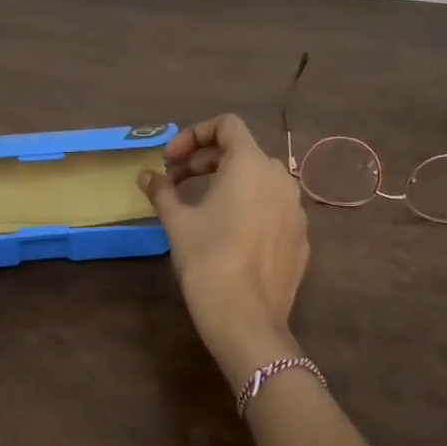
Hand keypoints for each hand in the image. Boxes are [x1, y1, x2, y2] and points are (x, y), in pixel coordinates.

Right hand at [141, 114, 309, 390]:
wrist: (247, 320)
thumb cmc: (207, 261)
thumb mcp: (177, 222)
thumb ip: (162, 191)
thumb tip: (146, 176)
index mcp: (251, 165)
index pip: (227, 125)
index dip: (193, 134)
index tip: (169, 160)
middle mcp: (280, 179)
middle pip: (241, 152)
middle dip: (204, 161)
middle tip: (174, 183)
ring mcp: (296, 209)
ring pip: (259, 180)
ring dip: (227, 183)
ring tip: (199, 206)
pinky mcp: (300, 237)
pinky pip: (272, 208)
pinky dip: (248, 207)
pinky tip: (227, 234)